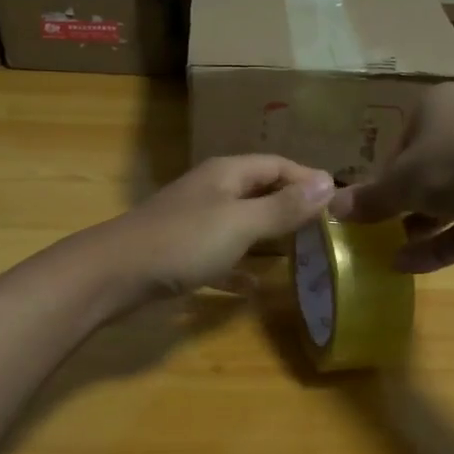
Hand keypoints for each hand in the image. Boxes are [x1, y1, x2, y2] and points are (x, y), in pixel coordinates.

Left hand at [88, 154, 336, 305]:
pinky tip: (254, 288)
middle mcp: (212, 191)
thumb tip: (329, 182)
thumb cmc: (182, 242)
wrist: (113, 274)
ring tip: (301, 253)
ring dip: (269, 235)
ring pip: (242, 223)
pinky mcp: (181, 253)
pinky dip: (239, 268)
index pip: (278, 165)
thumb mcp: (240, 224)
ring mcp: (194, 222)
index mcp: (227, 174)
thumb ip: (283, 207)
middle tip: (326, 229)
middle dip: (292, 205)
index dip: (309, 179)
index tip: (340, 202)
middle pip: (260, 190)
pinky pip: (221, 256)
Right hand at [329, 83, 453, 271]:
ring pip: (451, 197)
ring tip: (390, 252)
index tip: (369, 203)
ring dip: (420, 226)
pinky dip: (444, 242)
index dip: (383, 174)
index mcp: (439, 106)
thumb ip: (368, 199)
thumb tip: (330, 208)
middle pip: (428, 169)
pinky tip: (409, 265)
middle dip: (403, 203)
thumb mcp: (401, 183)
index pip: (401, 140)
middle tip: (378, 229)